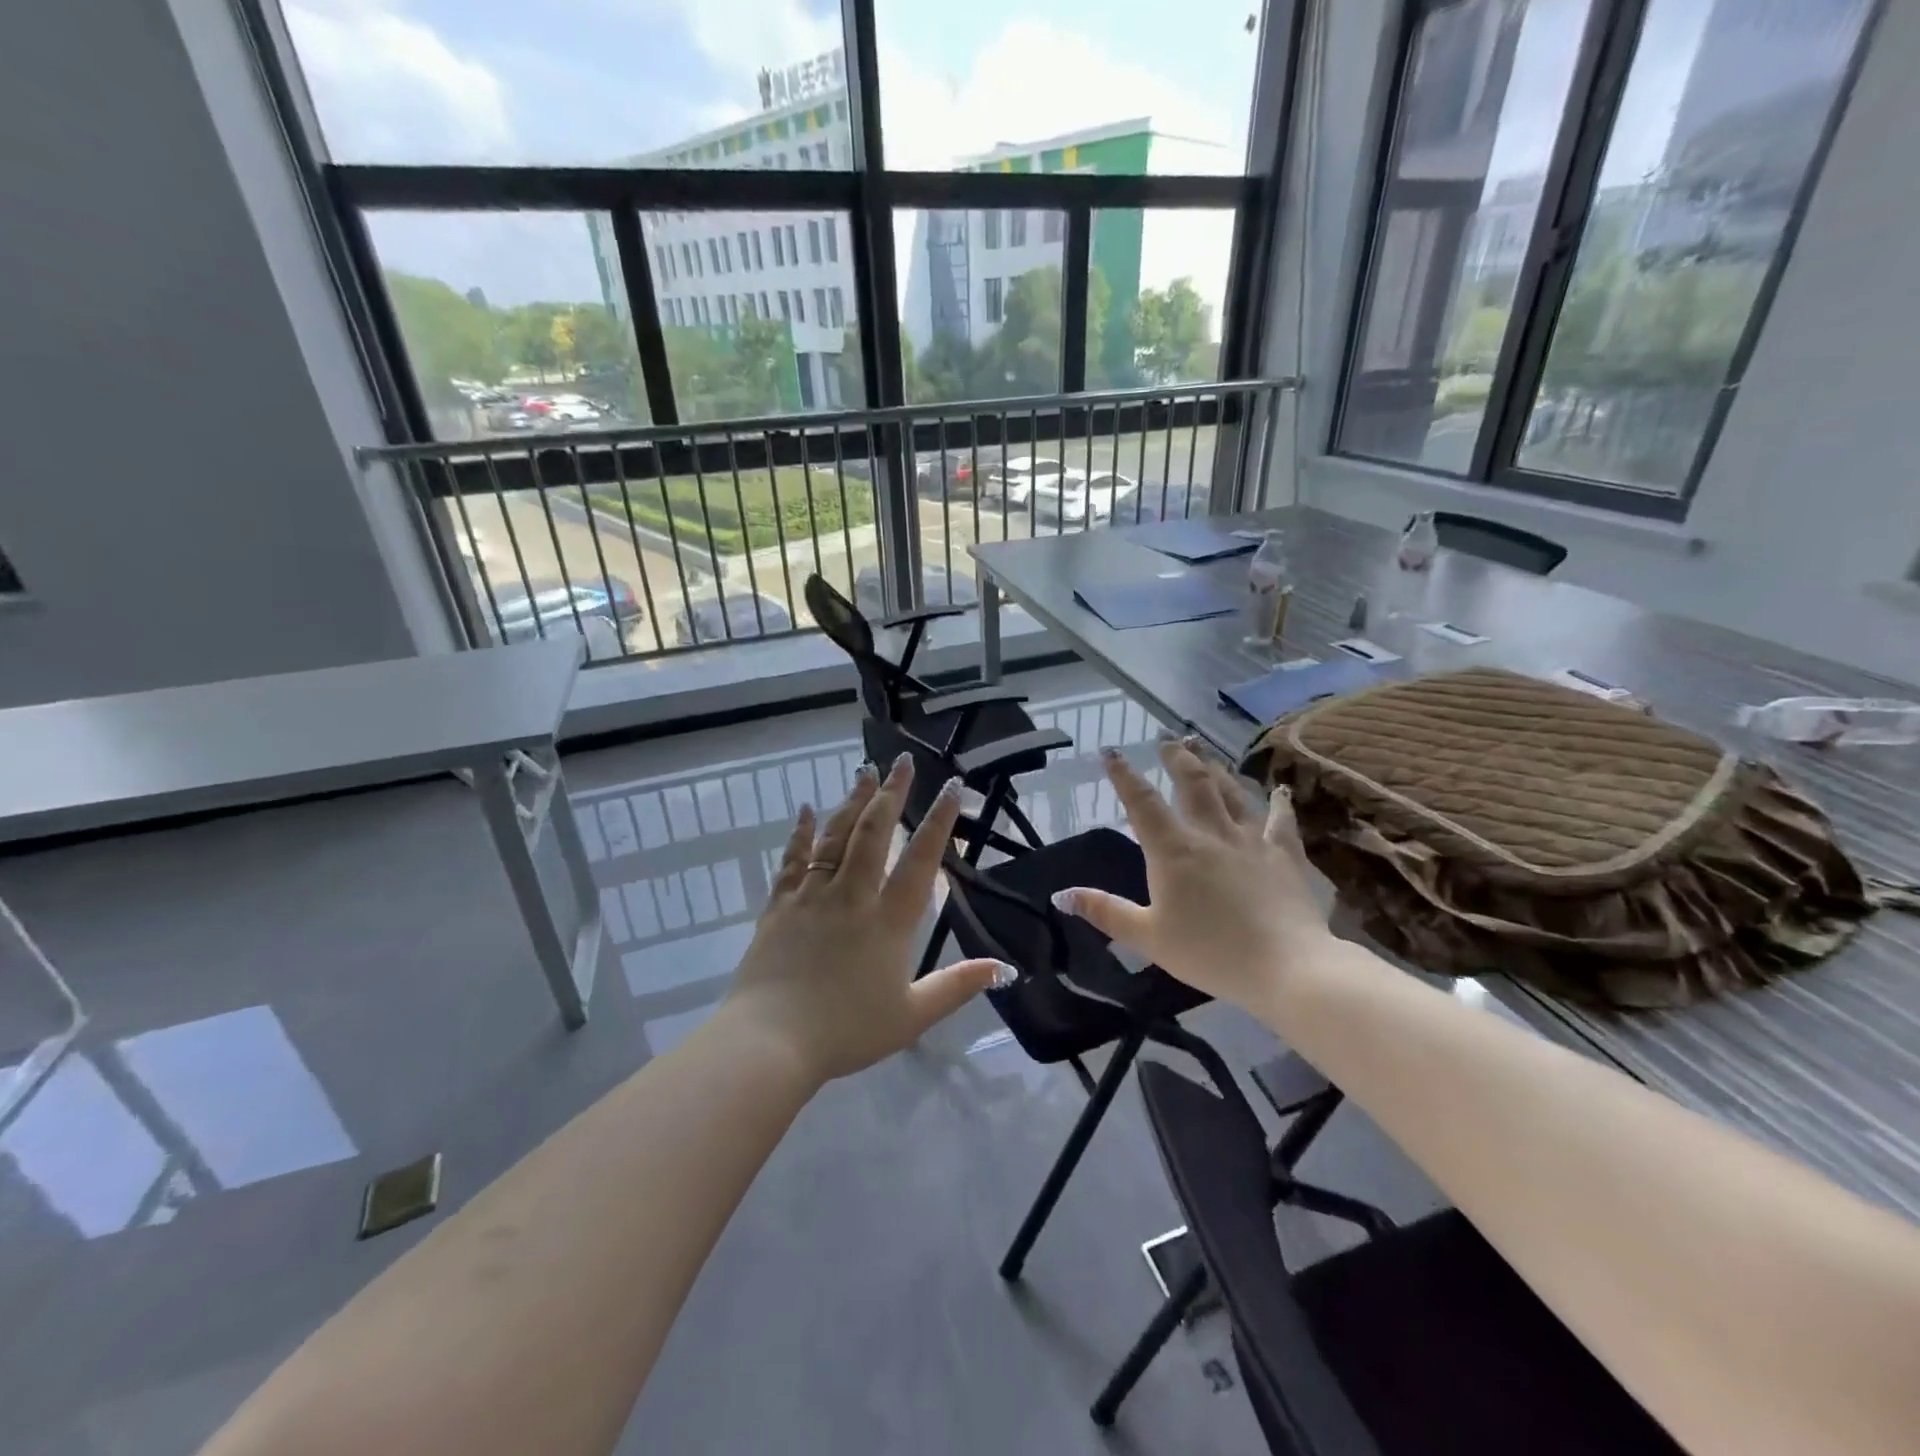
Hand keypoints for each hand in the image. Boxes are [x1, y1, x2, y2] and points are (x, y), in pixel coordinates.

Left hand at [722, 755, 1004, 1085]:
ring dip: (853, 800)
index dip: (939, 821)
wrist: (770, 1042)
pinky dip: (802, 832)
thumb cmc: (846, 1030)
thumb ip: (957, 987)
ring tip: (865, 770)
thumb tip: (1003, 968)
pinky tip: (807, 809)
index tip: (952, 787)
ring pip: (835, 836)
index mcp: (889, 920)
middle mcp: (852, 896)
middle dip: (891, 793)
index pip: (920, 860)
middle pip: (874, 832)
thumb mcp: (912, 1015)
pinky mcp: (779, 905)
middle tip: (903, 761)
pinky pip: (793, 859)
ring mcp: (812, 896)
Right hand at [1054, 740, 1332, 1013]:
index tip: (1111, 751)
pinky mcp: (1284, 854)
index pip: (1142, 802)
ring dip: (1216, 768)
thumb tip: (1061, 894)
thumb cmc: (1210, 952)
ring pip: (1231, 792)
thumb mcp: (1148, 937)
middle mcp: (1211, 833)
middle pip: (1192, 782)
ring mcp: (1251, 839)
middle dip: (1176, 758)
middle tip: (1167, 740)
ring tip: (1205, 752)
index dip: (1124, 775)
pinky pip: (1280, 820)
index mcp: (1173, 850)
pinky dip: (1278, 803)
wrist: (1286, 967)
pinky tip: (1280, 791)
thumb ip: (1105, 912)